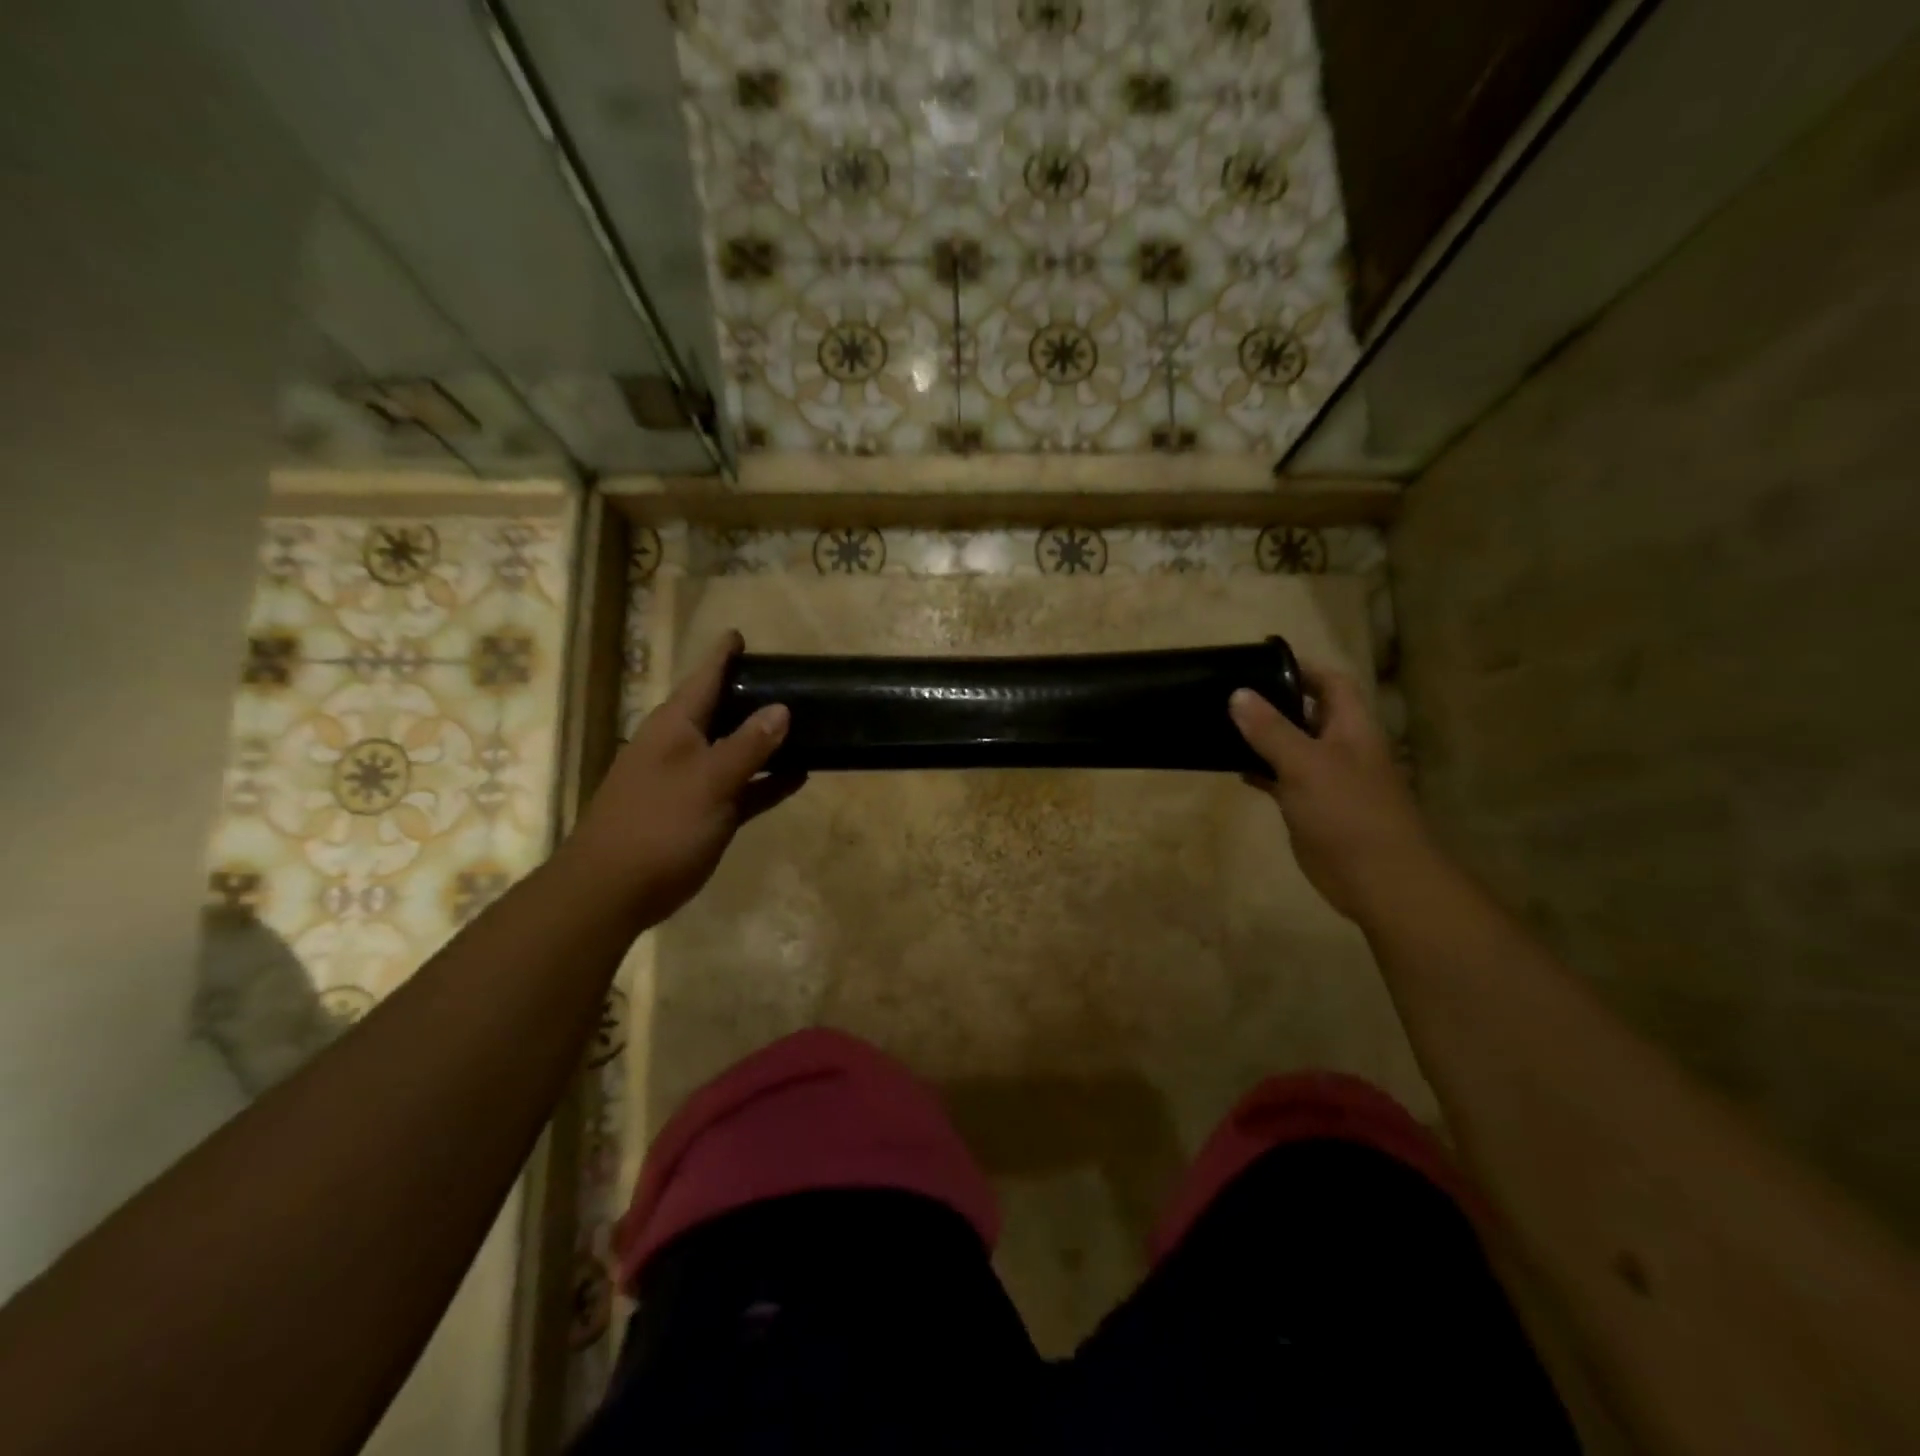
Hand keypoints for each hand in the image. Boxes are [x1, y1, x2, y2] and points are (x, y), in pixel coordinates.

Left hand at [561, 630, 803, 927]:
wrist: (613, 890)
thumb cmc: (659, 824)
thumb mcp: (709, 780)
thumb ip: (748, 744)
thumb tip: (781, 708)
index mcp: (674, 726)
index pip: (703, 678)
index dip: (723, 655)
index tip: (741, 635)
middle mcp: (680, 746)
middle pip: (721, 711)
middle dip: (752, 695)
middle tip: (791, 681)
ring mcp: (690, 781)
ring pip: (735, 750)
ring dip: (766, 740)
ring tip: (807, 724)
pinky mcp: (700, 813)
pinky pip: (740, 787)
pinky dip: (765, 780)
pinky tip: (798, 776)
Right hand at [1230, 664, 1432, 921]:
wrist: (1376, 877)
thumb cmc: (1347, 811)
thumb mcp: (1305, 763)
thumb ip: (1271, 729)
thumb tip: (1238, 694)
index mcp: (1350, 727)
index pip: (1330, 683)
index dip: (1302, 669)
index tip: (1260, 664)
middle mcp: (1340, 747)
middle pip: (1307, 713)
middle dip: (1273, 702)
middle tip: (1228, 693)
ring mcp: (1325, 779)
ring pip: (1290, 747)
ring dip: (1262, 738)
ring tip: (1221, 725)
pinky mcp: (1310, 807)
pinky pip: (1281, 779)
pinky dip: (1260, 771)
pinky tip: (1233, 768)